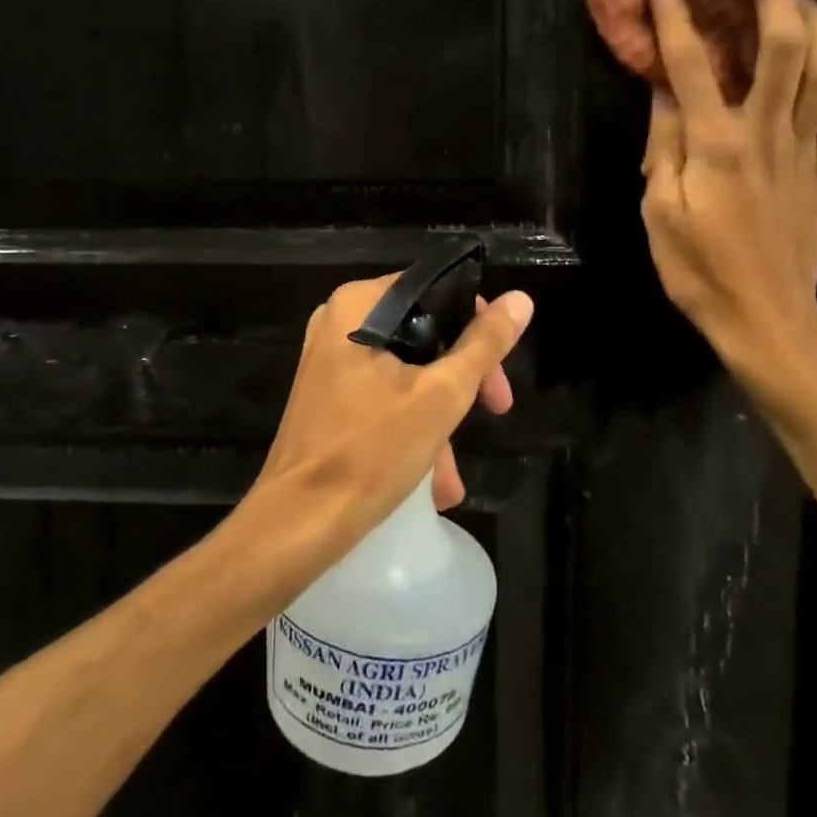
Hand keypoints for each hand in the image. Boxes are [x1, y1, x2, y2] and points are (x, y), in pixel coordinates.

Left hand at [250, 276, 533, 558]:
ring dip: (439, 416)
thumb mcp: (442, 396)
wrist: (296, 524)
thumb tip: (520, 299)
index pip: (436, 292)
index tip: (498, 375)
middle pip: (423, 333)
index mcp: (359, 305)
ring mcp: (329, 360)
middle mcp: (338, 322)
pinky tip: (431, 481)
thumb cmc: (371, 451)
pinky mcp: (327, 395)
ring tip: (452, 475)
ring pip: (405, 370)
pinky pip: (382, 395)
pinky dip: (409, 426)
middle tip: (494, 411)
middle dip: (462, 380)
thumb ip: (483, 345)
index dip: (477, 326)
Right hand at [639, 0, 816, 405]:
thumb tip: (662, 92)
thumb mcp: (659, 211)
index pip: (690, 64)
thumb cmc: (699, 268)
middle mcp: (764, 133)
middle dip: (774, 1)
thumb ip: (663, 146)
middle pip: (782, 51)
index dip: (675, 17)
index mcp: (715, 143)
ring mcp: (803, 151)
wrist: (765, 316)